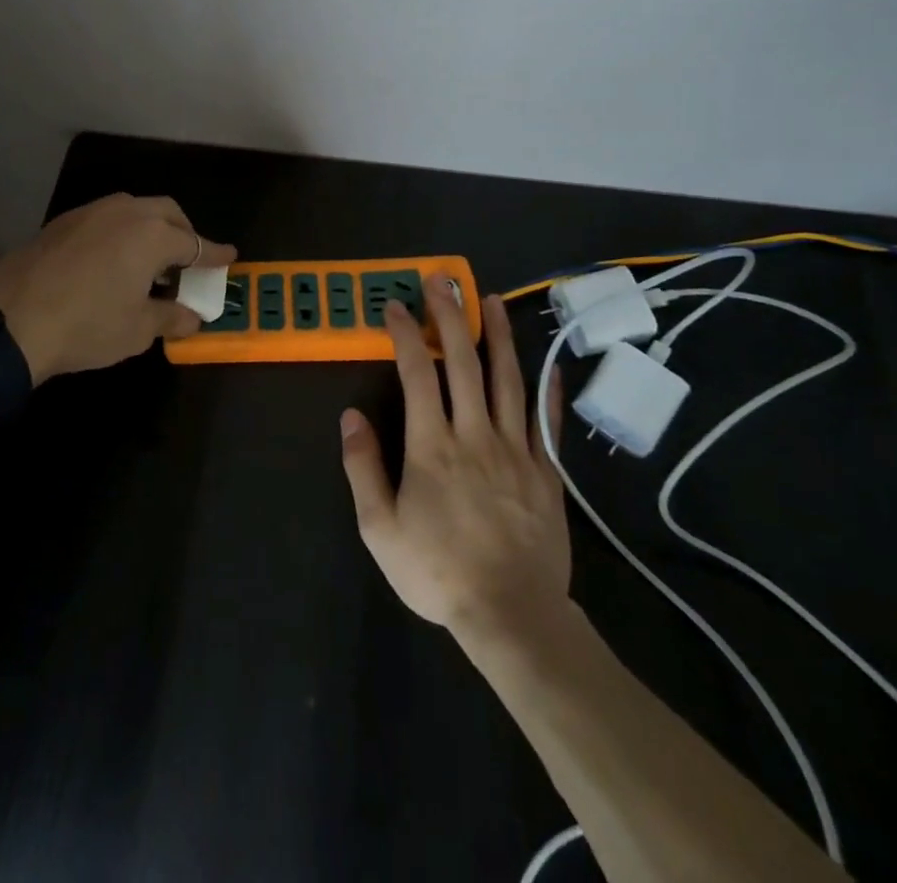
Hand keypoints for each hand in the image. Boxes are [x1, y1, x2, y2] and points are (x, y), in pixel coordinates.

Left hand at [0, 193, 235, 383]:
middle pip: (167, 213)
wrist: (11, 322)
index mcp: (152, 236)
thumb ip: (170, 318)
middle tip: (190, 259)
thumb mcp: (137, 330)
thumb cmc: (87, 326)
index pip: (195, 244)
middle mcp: (125, 213)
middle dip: (184, 232)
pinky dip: (121, 232)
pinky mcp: (62, 222)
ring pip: (134, 209)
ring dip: (151, 228)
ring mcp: (90, 212)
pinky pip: (105, 218)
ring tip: (150, 260)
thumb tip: (192, 317)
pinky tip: (112, 259)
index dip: (214, 254)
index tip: (230, 256)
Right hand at [339, 277, 574, 646]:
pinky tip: (546, 366)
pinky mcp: (545, 471)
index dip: (406, 334)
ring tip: (492, 300)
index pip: (417, 374)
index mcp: (432, 446)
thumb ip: (363, 467)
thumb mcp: (380, 528)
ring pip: (507, 380)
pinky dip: (544, 389)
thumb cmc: (438, 572)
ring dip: (498, 335)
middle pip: (463, 362)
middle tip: (443, 280)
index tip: (396, 306)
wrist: (512, 616)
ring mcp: (516, 449)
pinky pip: (545, 421)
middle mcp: (474, 434)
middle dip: (451, 316)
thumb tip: (350, 415)